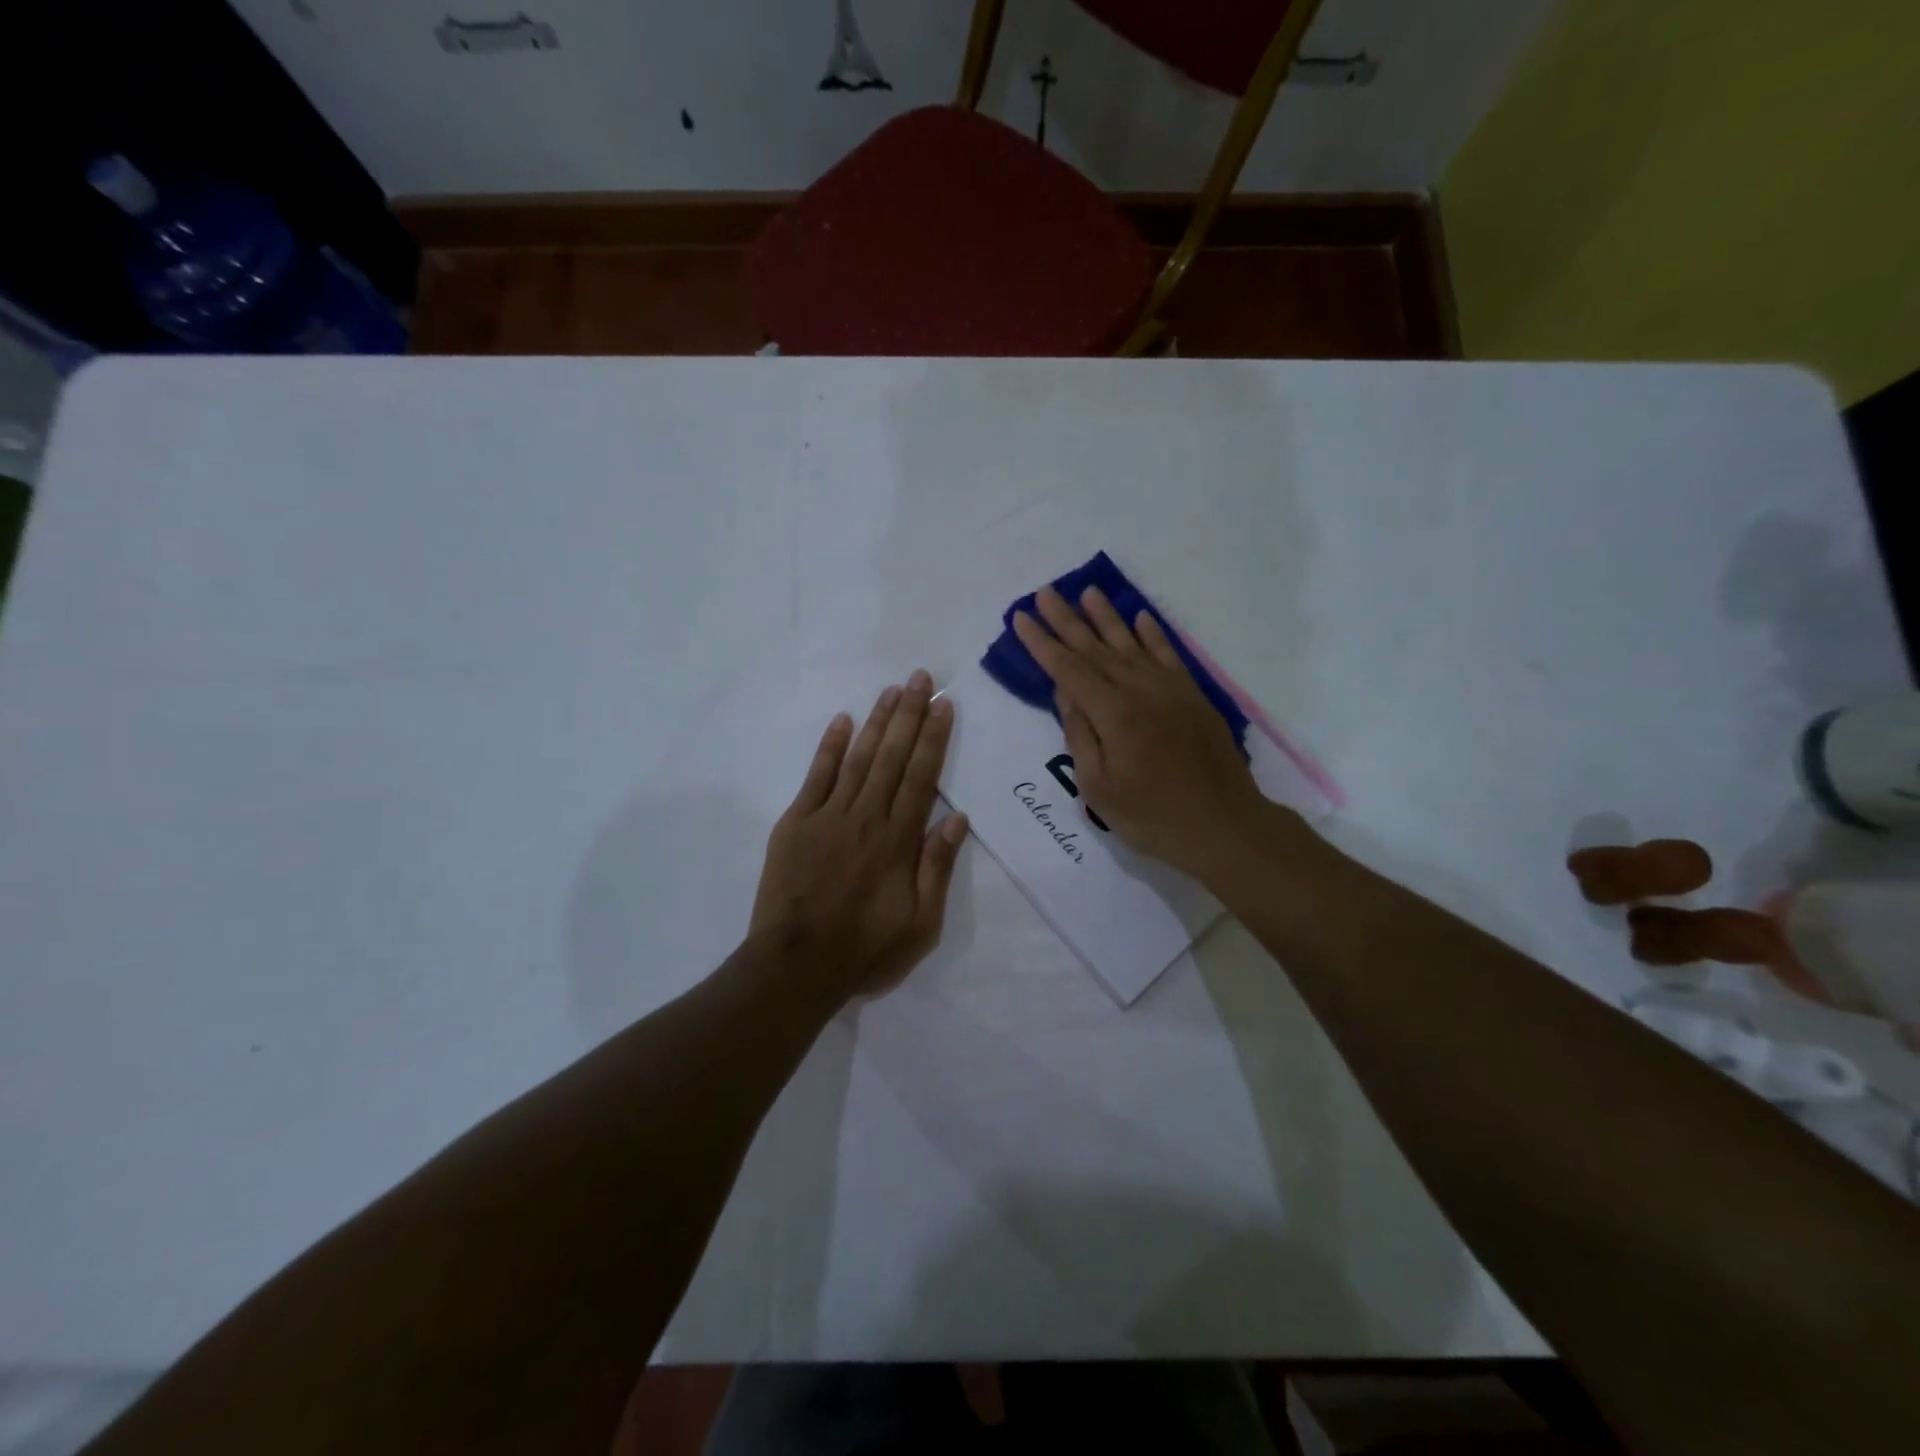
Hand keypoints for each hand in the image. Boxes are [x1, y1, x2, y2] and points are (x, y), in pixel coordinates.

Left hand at [749, 669, 968, 1000]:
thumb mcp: (921, 924)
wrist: (796, 966)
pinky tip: (841, 721)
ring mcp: (828, 816)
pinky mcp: (796, 823)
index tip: (943, 705)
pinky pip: (816, 776)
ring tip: (890, 690)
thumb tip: (958, 818)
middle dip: (909, 714)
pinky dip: (829, 747)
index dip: (934, 738)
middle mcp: (866, 817)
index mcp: (898, 840)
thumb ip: (937, 868)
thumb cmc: (866, 949)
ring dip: (876, 722)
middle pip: (892, 757)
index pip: (922, 777)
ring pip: (858, 758)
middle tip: (920, 678)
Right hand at [1012, 586, 1263, 880]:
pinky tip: (1140, 617)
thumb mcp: (1099, 788)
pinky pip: (1168, 655)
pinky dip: (1153, 634)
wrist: (1225, 826)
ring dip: (1107, 617)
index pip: (1068, 669)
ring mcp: (1171, 690)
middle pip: (1096, 648)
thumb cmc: (1152, 817)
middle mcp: (1141, 690)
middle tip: (1045, 592)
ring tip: (1087, 591)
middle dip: (1066, 620)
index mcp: (1114, 714)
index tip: (1021, 617)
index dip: (1042, 643)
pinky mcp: (1193, 696)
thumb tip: (1065, 693)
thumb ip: (1079, 735)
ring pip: (1131, 644)